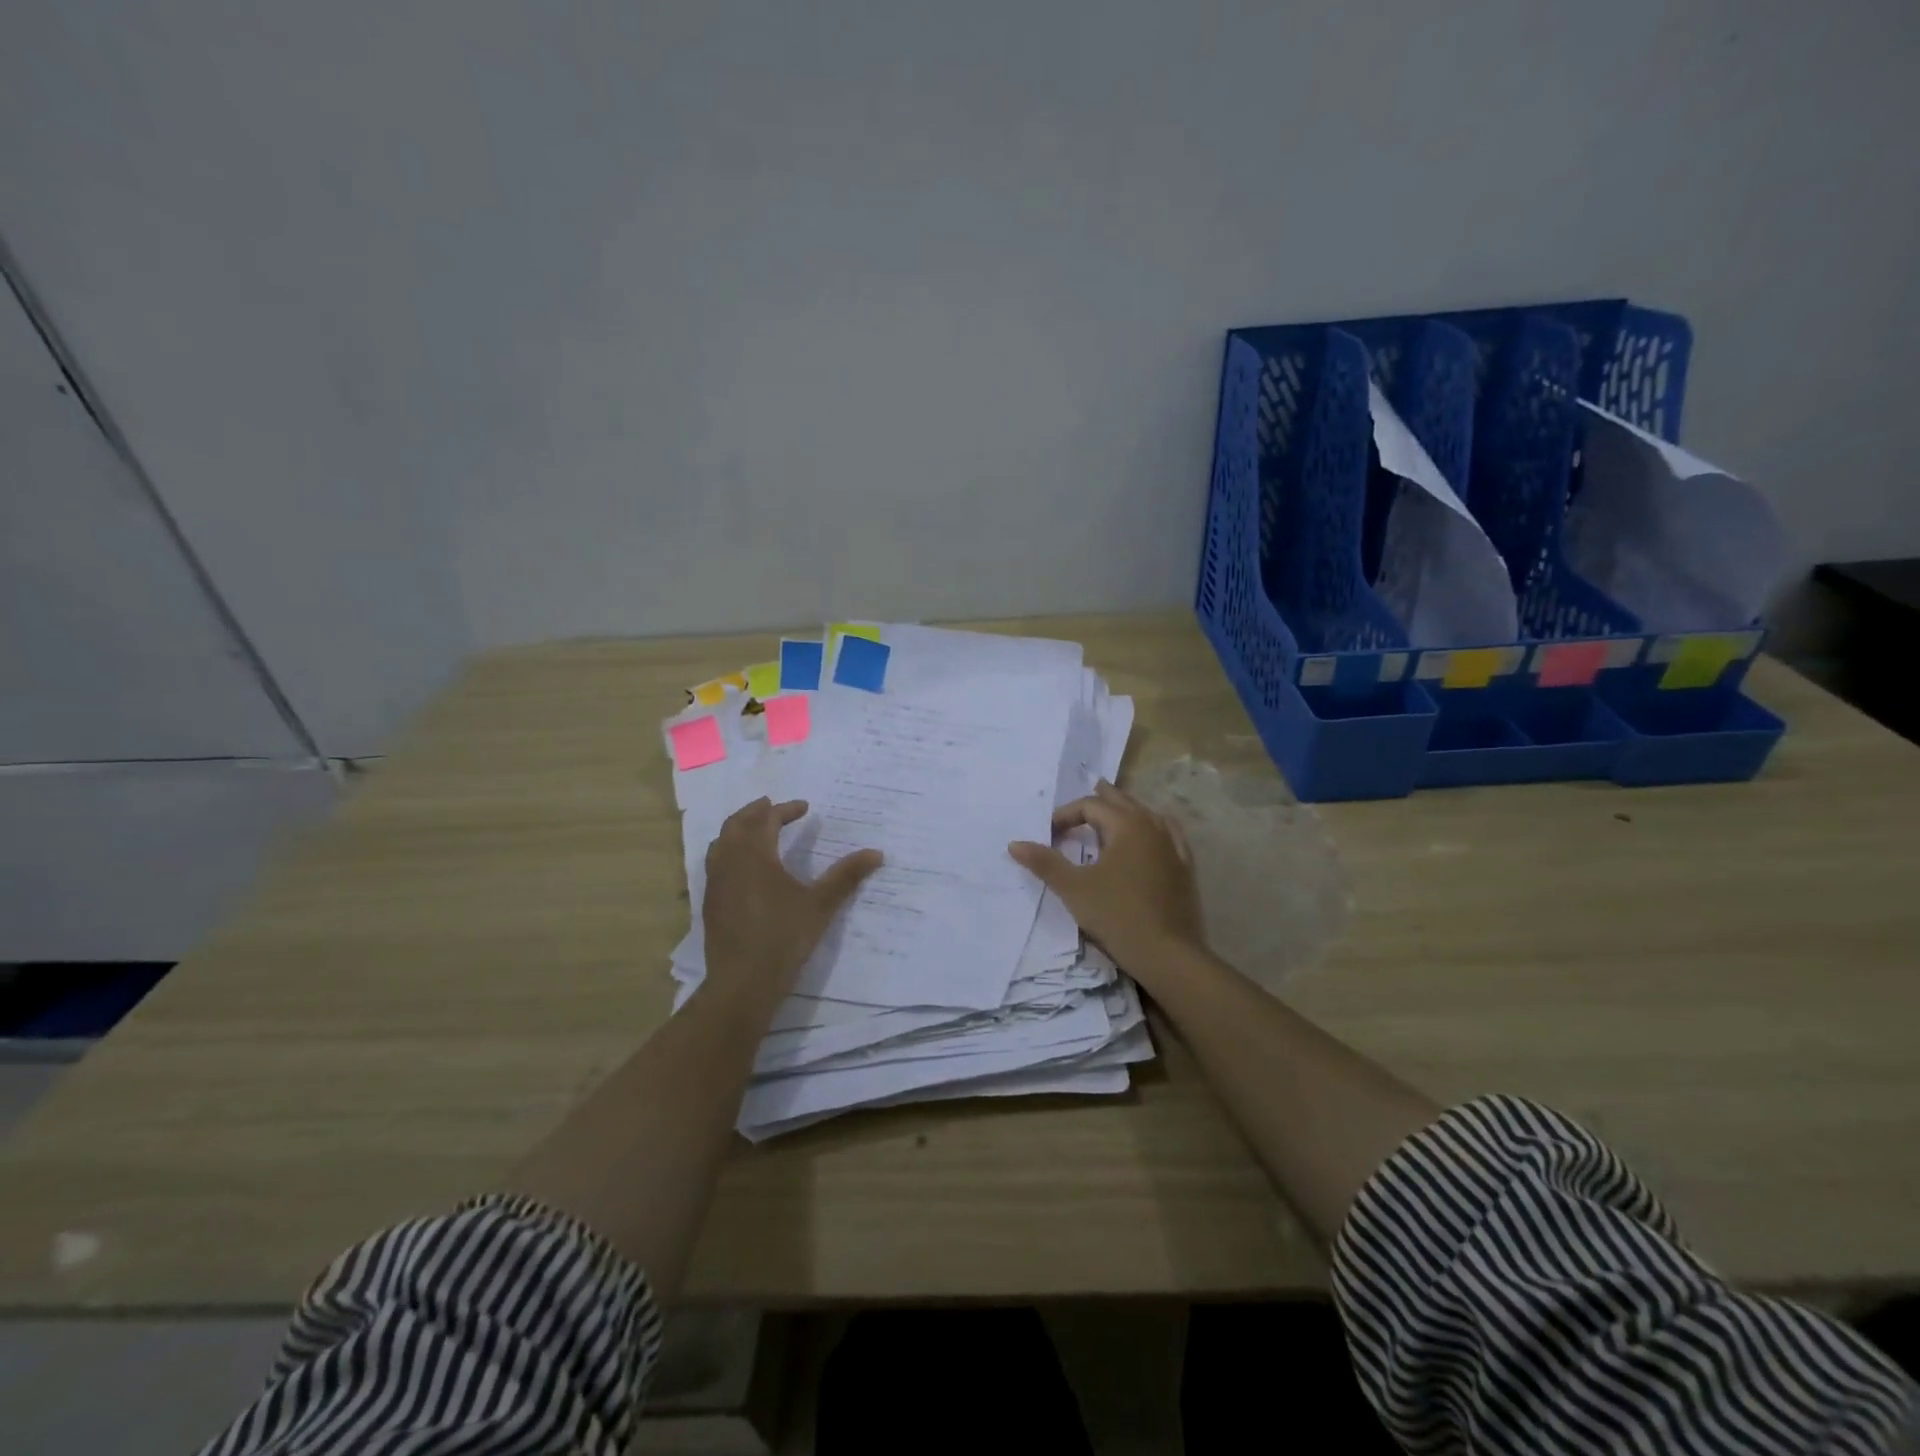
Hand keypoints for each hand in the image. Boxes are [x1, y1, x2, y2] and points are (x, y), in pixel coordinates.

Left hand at [701, 798, 881, 1008]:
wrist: (743, 982)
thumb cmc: (783, 937)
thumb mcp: (820, 905)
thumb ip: (846, 876)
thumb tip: (877, 853)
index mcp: (755, 856)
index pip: (766, 820)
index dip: (785, 810)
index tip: (804, 807)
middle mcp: (730, 862)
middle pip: (736, 824)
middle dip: (755, 812)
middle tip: (772, 806)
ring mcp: (715, 883)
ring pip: (720, 843)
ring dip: (738, 830)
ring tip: (756, 830)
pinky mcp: (710, 903)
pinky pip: (716, 863)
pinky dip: (729, 851)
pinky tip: (744, 868)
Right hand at [1007, 780, 1206, 981]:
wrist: (1168, 953)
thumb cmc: (1117, 915)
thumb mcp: (1074, 888)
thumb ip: (1045, 863)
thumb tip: (1014, 844)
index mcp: (1126, 825)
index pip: (1090, 806)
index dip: (1066, 815)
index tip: (1049, 833)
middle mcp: (1152, 826)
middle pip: (1123, 802)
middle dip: (1101, 799)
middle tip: (1088, 794)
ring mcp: (1173, 846)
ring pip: (1148, 815)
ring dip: (1127, 810)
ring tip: (1114, 811)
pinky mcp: (1184, 867)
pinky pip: (1169, 834)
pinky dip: (1153, 828)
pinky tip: (1153, 834)